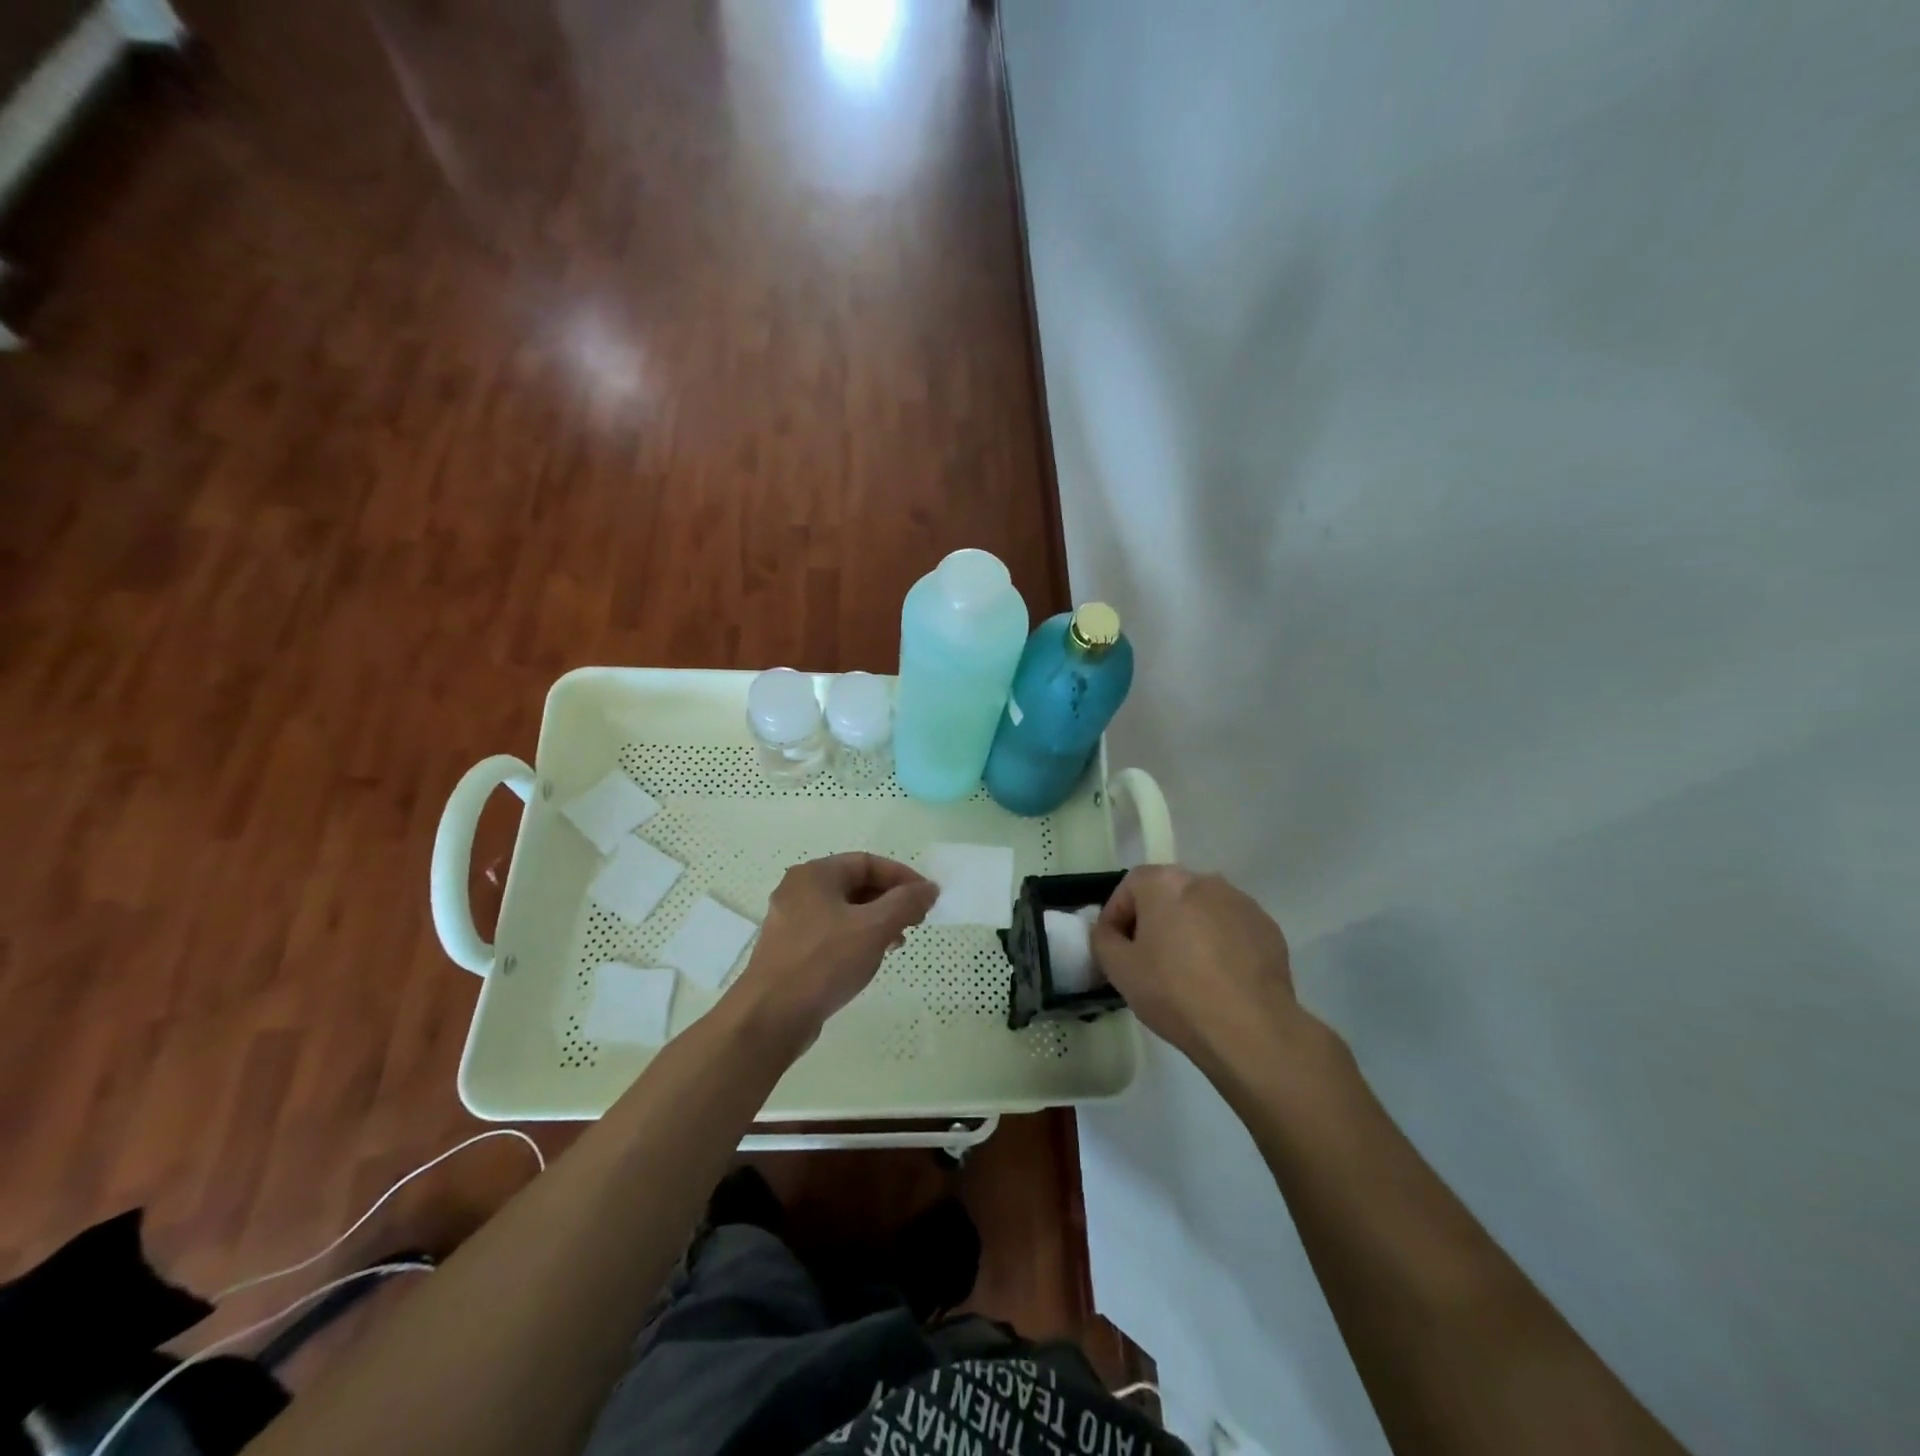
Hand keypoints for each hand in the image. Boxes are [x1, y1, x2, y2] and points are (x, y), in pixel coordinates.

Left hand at [725, 852, 938, 1045]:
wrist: (771, 1017)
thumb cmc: (824, 962)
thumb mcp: (874, 928)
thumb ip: (905, 903)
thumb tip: (929, 888)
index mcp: (814, 874)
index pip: (867, 862)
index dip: (902, 876)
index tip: (927, 898)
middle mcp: (799, 890)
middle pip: (855, 884)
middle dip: (890, 900)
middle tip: (917, 920)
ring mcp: (791, 921)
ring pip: (844, 910)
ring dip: (876, 921)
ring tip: (898, 941)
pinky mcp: (790, 950)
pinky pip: (832, 932)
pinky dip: (857, 938)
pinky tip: (871, 958)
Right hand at [1090, 866, 1306, 1070]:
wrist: (1250, 1028)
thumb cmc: (1174, 991)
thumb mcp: (1119, 969)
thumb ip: (1102, 939)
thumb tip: (1108, 931)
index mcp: (1165, 883)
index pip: (1129, 886)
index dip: (1116, 916)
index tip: (1114, 948)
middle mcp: (1204, 880)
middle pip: (1168, 895)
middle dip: (1153, 921)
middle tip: (1146, 959)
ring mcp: (1241, 902)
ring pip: (1202, 911)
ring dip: (1188, 931)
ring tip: (1185, 972)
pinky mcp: (1268, 929)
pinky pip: (1231, 929)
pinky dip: (1220, 945)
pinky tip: (1218, 979)